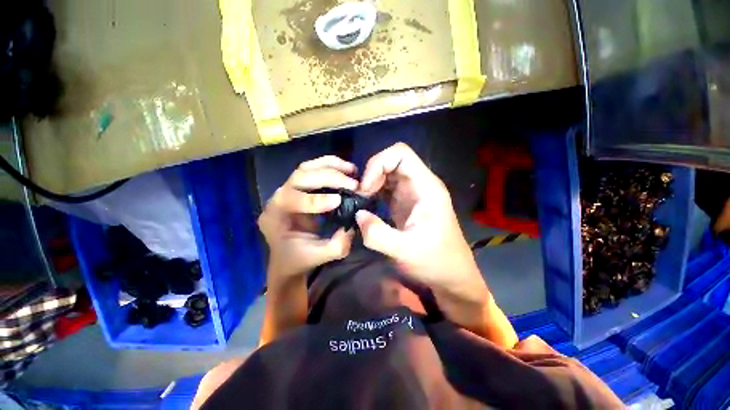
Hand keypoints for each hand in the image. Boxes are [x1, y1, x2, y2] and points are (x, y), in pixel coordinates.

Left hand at [258, 156, 356, 283]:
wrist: (289, 258)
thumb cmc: (299, 259)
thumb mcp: (320, 256)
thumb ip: (338, 244)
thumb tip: (355, 223)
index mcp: (274, 217)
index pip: (290, 199)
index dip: (315, 199)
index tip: (339, 201)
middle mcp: (278, 198)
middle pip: (300, 177)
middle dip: (328, 177)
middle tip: (353, 184)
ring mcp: (289, 189)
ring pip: (306, 168)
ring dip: (331, 166)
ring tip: (352, 170)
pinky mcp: (301, 187)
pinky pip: (314, 170)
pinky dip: (331, 166)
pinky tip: (347, 170)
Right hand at [355, 143, 486, 303]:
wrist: (450, 275)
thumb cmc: (435, 262)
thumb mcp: (405, 252)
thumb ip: (378, 234)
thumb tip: (358, 214)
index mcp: (426, 188)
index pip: (401, 154)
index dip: (378, 164)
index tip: (366, 188)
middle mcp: (419, 184)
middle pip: (391, 161)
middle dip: (371, 174)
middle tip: (359, 196)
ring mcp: (412, 193)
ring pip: (387, 173)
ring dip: (370, 182)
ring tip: (360, 201)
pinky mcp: (405, 203)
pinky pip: (386, 187)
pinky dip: (373, 191)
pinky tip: (366, 205)